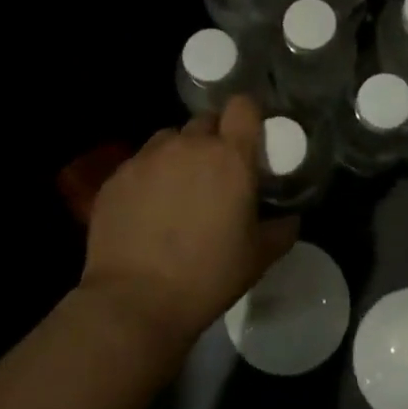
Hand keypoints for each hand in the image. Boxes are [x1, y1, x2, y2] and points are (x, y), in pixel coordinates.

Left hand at [80, 95, 296, 350]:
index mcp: (230, 157)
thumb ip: (281, 229)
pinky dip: (148, 177)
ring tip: (178, 189)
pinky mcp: (116, 176)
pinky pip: (140, 163)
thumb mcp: (258, 257)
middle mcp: (188, 145)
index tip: (248, 137)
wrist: (134, 302)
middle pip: (205, 121)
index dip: (247, 115)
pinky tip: (147, 210)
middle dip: (213, 140)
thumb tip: (290, 217)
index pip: (242, 105)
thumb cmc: (207, 277)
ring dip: (179, 154)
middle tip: (215, 173)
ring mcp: (148, 157)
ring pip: (169, 139)